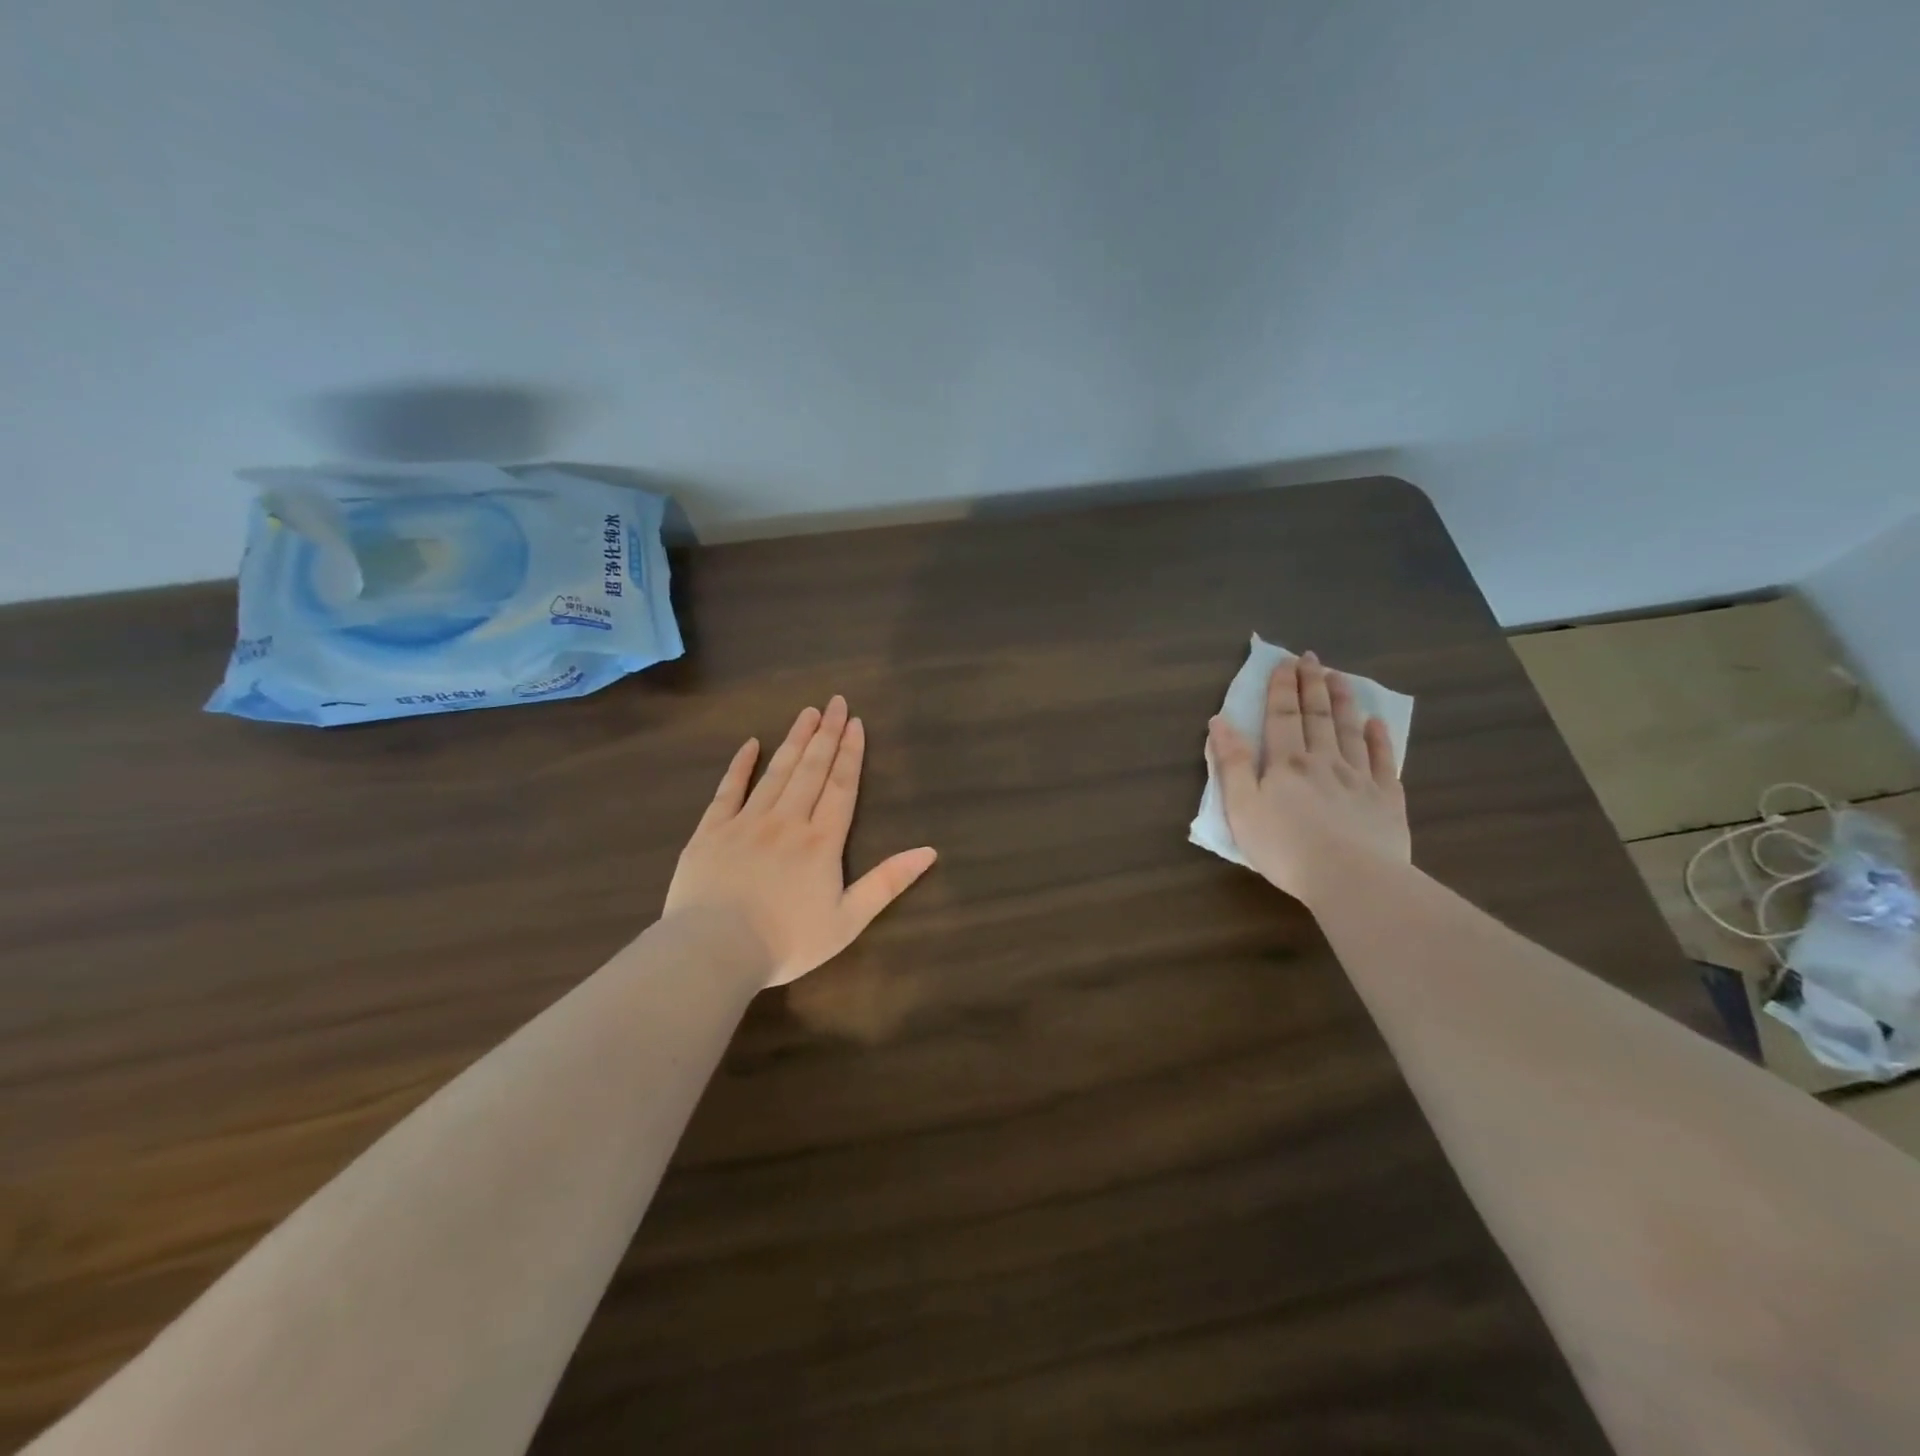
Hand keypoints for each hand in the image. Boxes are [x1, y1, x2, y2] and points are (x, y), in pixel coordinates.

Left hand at [664, 696, 937, 987]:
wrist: (715, 951)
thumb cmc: (787, 941)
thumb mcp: (848, 920)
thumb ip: (887, 883)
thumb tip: (930, 851)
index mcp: (821, 841)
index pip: (841, 786)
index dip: (851, 754)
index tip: (856, 723)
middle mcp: (787, 821)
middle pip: (811, 769)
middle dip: (827, 734)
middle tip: (836, 702)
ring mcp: (746, 822)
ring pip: (776, 772)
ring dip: (794, 740)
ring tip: (807, 713)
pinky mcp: (711, 831)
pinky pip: (728, 790)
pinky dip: (740, 765)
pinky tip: (750, 744)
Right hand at [1208, 652, 1409, 905]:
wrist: (1352, 879)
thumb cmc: (1285, 848)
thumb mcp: (1242, 808)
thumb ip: (1232, 764)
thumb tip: (1220, 722)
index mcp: (1286, 764)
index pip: (1282, 717)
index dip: (1281, 688)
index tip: (1283, 662)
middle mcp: (1324, 762)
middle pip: (1317, 716)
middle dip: (1311, 685)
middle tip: (1311, 658)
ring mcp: (1359, 779)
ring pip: (1350, 731)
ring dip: (1344, 702)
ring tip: (1340, 677)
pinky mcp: (1387, 800)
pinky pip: (1384, 761)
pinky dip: (1380, 739)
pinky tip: (1377, 724)